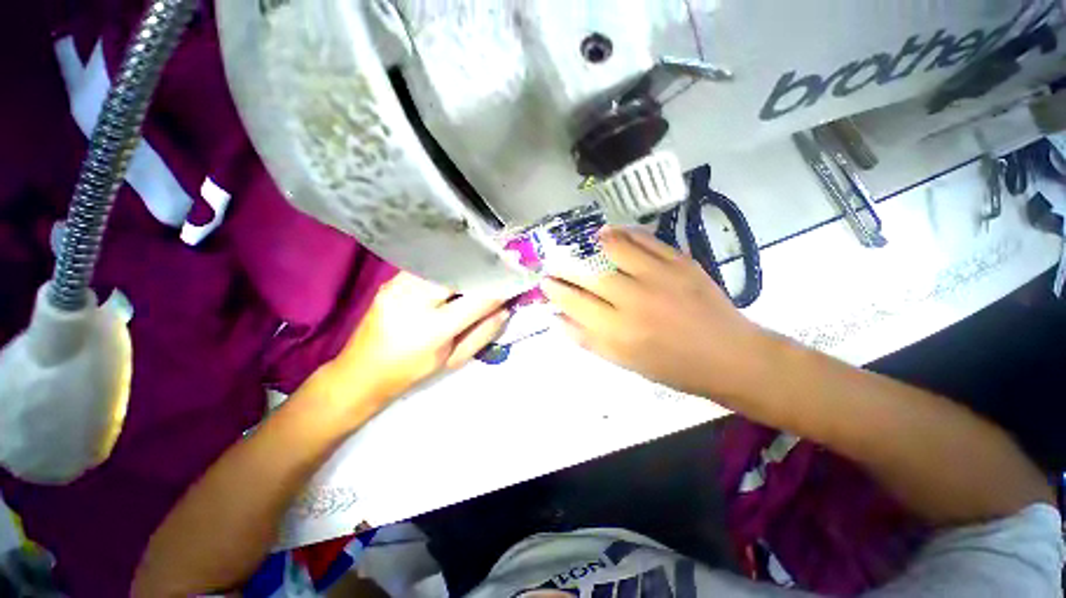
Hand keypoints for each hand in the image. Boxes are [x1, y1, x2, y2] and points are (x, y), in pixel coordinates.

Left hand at [325, 273, 509, 409]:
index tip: (517, 272)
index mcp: (432, 329)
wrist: (360, 372)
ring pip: (442, 263)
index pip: (476, 300)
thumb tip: (505, 308)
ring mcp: (398, 286)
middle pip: (458, 272)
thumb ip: (482, 333)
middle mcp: (413, 301)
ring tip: (485, 259)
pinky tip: (459, 265)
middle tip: (504, 257)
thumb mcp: (452, 359)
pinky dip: (448, 263)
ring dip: (466, 261)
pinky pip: (427, 265)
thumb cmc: (411, 371)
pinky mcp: (391, 280)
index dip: (499, 286)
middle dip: (484, 265)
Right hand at [541, 227, 769, 397]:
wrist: (729, 356)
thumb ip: (587, 339)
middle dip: (565, 266)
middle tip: (555, 262)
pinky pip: (645, 240)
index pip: (575, 302)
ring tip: (585, 243)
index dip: (556, 290)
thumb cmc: (672, 367)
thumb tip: (557, 318)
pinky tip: (613, 234)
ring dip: (594, 243)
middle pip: (589, 274)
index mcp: (620, 331)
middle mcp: (635, 300)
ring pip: (615, 249)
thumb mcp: (623, 362)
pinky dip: (625, 233)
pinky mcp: (680, 262)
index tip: (545, 282)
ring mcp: (659, 277)